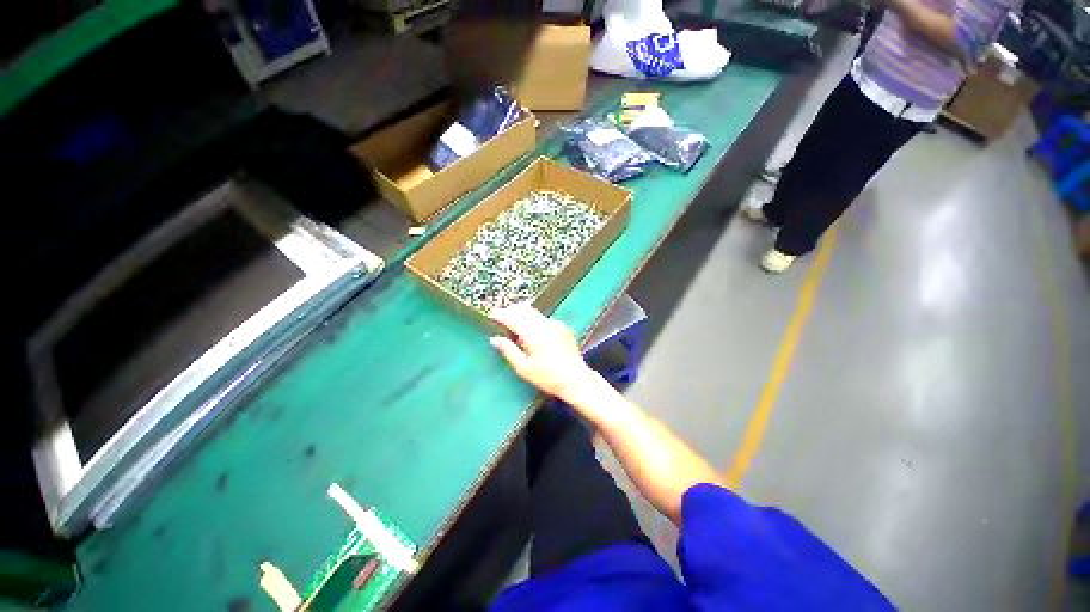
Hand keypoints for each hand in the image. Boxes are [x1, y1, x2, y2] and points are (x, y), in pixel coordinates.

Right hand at [489, 303, 601, 405]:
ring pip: (535, 313)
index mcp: (532, 333)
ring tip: (518, 331)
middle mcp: (544, 324)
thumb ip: (508, 350)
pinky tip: (536, 337)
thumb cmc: (547, 377)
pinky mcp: (563, 328)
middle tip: (504, 318)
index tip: (492, 314)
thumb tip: (494, 338)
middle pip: (524, 309)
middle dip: (512, 310)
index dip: (501, 315)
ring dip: (524, 316)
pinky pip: (545, 320)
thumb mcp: (523, 368)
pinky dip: (536, 323)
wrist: (576, 379)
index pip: (512, 318)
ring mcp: (555, 324)